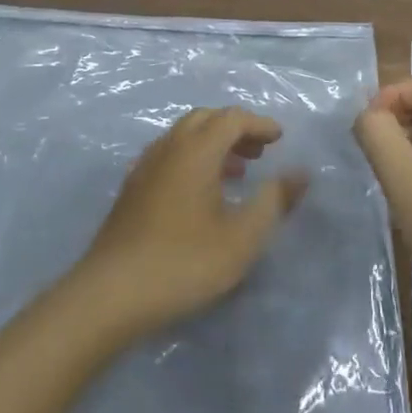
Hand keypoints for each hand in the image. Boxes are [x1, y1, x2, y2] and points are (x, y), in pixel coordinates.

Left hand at [75, 108, 306, 337]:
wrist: (111, 294)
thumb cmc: (184, 263)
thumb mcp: (242, 238)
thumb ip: (274, 201)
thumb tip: (300, 173)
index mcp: (195, 151)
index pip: (231, 118)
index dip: (259, 124)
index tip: (280, 139)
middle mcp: (168, 148)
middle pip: (204, 119)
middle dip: (235, 128)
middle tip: (259, 152)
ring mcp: (144, 167)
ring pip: (183, 136)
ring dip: (212, 143)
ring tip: (236, 172)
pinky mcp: (131, 189)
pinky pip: (167, 155)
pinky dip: (191, 158)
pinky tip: (199, 192)